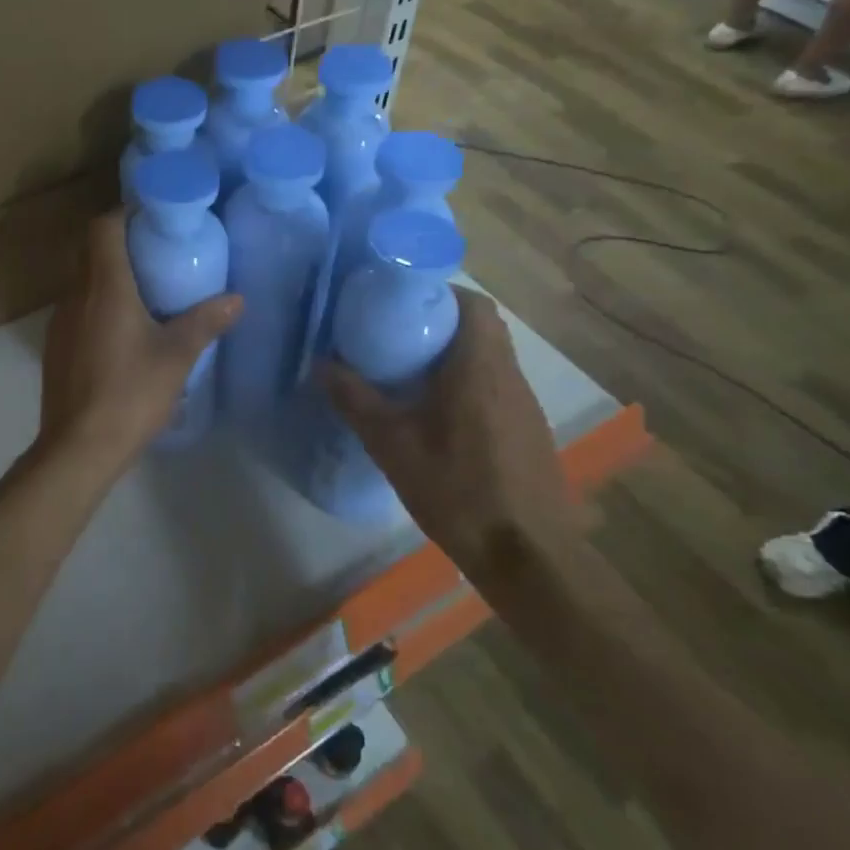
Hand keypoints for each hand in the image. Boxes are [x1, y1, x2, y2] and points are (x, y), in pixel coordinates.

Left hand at [38, 211, 241, 476]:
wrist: (78, 447)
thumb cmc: (130, 394)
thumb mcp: (176, 357)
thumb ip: (206, 322)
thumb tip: (237, 299)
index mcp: (104, 287)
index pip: (102, 228)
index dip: (124, 214)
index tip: (153, 218)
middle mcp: (75, 295)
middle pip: (91, 251)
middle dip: (121, 244)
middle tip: (158, 253)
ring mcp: (60, 321)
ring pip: (83, 282)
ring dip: (109, 277)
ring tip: (146, 292)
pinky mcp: (56, 346)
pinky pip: (78, 309)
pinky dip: (99, 305)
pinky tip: (124, 332)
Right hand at [323, 288, 578, 589]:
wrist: (528, 556)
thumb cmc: (458, 490)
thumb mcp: (392, 445)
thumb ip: (355, 400)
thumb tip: (321, 363)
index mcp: (479, 367)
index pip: (472, 303)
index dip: (438, 292)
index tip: (399, 303)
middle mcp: (509, 375)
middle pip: (480, 326)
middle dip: (438, 322)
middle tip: (395, 336)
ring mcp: (524, 404)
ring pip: (489, 357)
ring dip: (453, 354)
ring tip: (409, 371)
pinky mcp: (528, 430)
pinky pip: (495, 385)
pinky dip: (467, 382)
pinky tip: (437, 414)